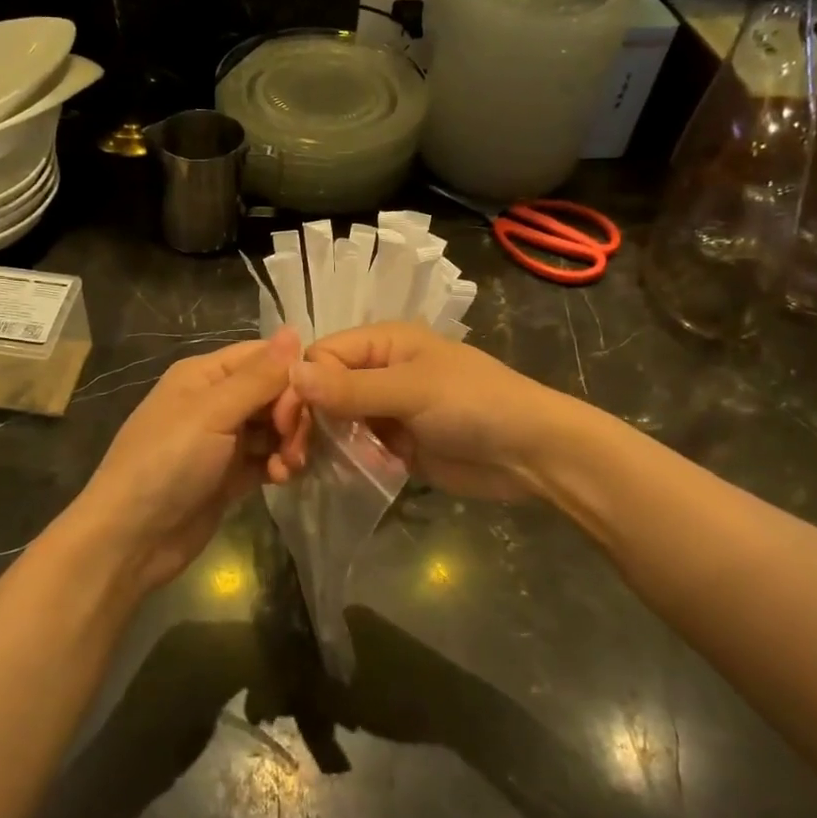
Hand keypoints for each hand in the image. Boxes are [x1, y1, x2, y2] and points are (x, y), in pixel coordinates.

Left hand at [76, 330, 301, 593]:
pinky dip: (278, 465)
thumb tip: (294, 330)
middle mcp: (215, 401)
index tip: (305, 404)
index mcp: (205, 374)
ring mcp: (223, 440)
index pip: (263, 356)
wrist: (130, 539)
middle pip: (273, 392)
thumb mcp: (212, 413)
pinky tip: (281, 480)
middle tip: (294, 444)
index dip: (290, 375)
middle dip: (293, 415)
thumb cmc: (167, 464)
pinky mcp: (230, 475)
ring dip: (289, 443)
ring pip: (274, 428)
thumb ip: (258, 376)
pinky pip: (267, 458)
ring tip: (288, 467)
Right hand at [281, 323, 566, 501]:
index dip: (300, 385)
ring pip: (336, 419)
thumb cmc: (474, 405)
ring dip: (322, 441)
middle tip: (292, 454)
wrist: (530, 454)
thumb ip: (352, 388)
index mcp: (384, 342)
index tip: (287, 422)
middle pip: (325, 388)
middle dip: (307, 417)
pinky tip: (331, 475)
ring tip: (303, 468)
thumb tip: (291, 374)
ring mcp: (388, 409)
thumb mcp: (412, 390)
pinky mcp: (395, 443)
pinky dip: (344, 459)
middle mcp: (380, 371)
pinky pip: (357, 446)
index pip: (323, 355)